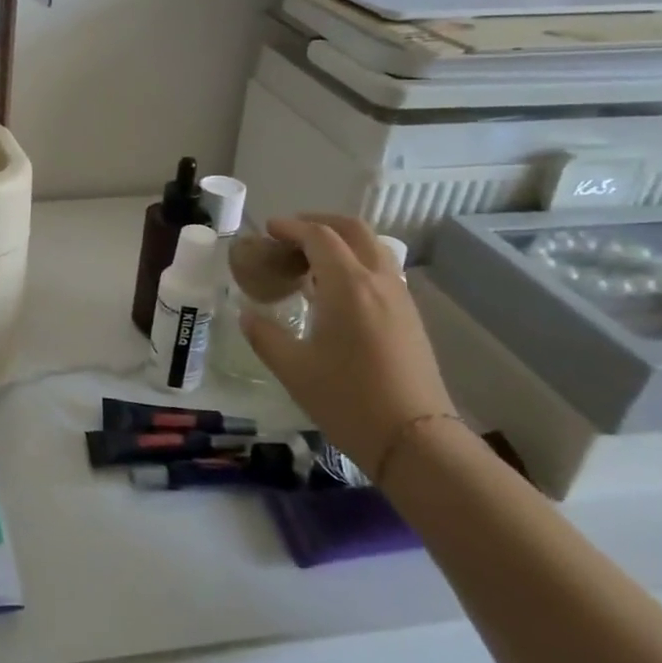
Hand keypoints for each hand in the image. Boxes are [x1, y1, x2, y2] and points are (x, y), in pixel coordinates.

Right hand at [240, 214, 454, 476]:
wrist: (414, 440)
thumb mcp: (292, 368)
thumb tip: (247, 314)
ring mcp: (400, 298)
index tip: (267, 231)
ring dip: (340, 242)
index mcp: (348, 286)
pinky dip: (356, 262)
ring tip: (310, 261)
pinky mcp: (410, 317)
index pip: (319, 236)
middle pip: (353, 230)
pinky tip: (336, 291)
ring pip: (373, 247)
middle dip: (319, 222)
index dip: (290, 227)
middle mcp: (379, 281)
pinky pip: (382, 270)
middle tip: (289, 235)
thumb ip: (264, 334)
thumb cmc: (347, 400)